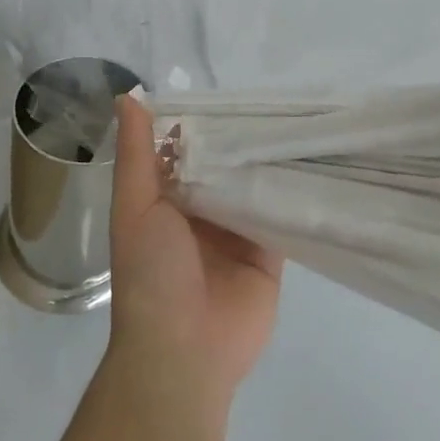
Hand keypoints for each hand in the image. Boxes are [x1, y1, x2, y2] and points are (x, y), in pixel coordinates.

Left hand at [105, 95, 282, 423]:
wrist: (183, 352)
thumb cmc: (150, 274)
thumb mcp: (135, 205)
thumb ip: (136, 152)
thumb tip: (127, 95)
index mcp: (166, 199)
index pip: (185, 149)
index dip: (200, 121)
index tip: (225, 88)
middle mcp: (202, 210)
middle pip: (224, 164)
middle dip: (240, 137)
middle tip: (272, 98)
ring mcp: (236, 231)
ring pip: (254, 184)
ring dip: (268, 159)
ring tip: (297, 117)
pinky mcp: (269, 252)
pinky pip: (281, 213)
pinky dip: (291, 191)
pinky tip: (312, 159)